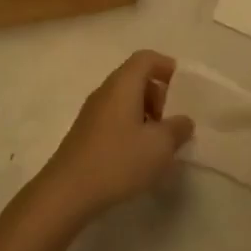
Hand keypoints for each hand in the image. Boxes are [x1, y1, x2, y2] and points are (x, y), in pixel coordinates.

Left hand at [28, 51, 192, 229]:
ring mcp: (92, 112)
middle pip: (136, 78)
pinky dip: (131, 127)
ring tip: (158, 143)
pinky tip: (138, 156)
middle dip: (159, 95)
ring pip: (125, 100)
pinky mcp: (85, 133)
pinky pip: (115, 118)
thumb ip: (177, 129)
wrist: (66, 192)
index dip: (167, 67)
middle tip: (172, 121)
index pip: (146, 58)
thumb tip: (183, 120)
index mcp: (123, 84)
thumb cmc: (117, 161)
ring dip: (146, 114)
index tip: (184, 88)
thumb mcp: (159, 146)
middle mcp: (106, 91)